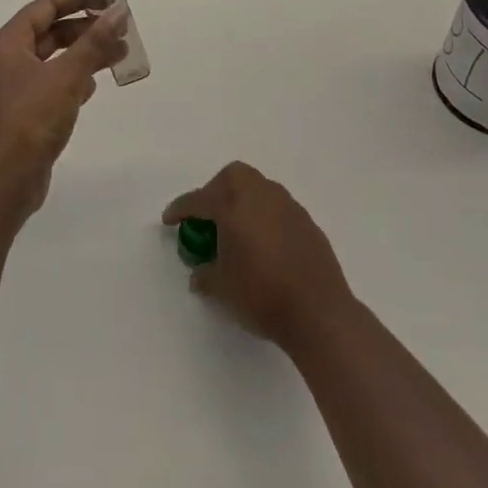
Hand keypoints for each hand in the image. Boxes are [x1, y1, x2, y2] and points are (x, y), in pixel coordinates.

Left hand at [0, 0, 128, 215]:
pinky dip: (76, 78)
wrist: (5, 181)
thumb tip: (118, 12)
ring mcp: (16, 88)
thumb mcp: (67, 76)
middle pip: (51, 32)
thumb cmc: (31, 119)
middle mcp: (9, 61)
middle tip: (121, 30)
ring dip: (86, 54)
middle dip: (87, 29)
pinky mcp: (26, 112)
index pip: (45, 8)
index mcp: (9, 44)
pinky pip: (54, 84)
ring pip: (56, 59)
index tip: (109, 0)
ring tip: (120, 54)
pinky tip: (95, 86)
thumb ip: (94, 42)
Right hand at [162, 161, 353, 348]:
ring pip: (258, 188)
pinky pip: (278, 208)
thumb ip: (206, 275)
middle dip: (216, 190)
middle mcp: (260, 195)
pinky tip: (264, 244)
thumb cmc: (261, 295)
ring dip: (243, 201)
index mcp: (234, 205)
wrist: (318, 311)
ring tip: (237, 231)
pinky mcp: (306, 222)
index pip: (199, 200)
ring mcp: (287, 205)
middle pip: (233, 177)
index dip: (181, 209)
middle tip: (208, 217)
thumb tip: (199, 274)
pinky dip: (264, 217)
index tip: (169, 219)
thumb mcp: (223, 289)